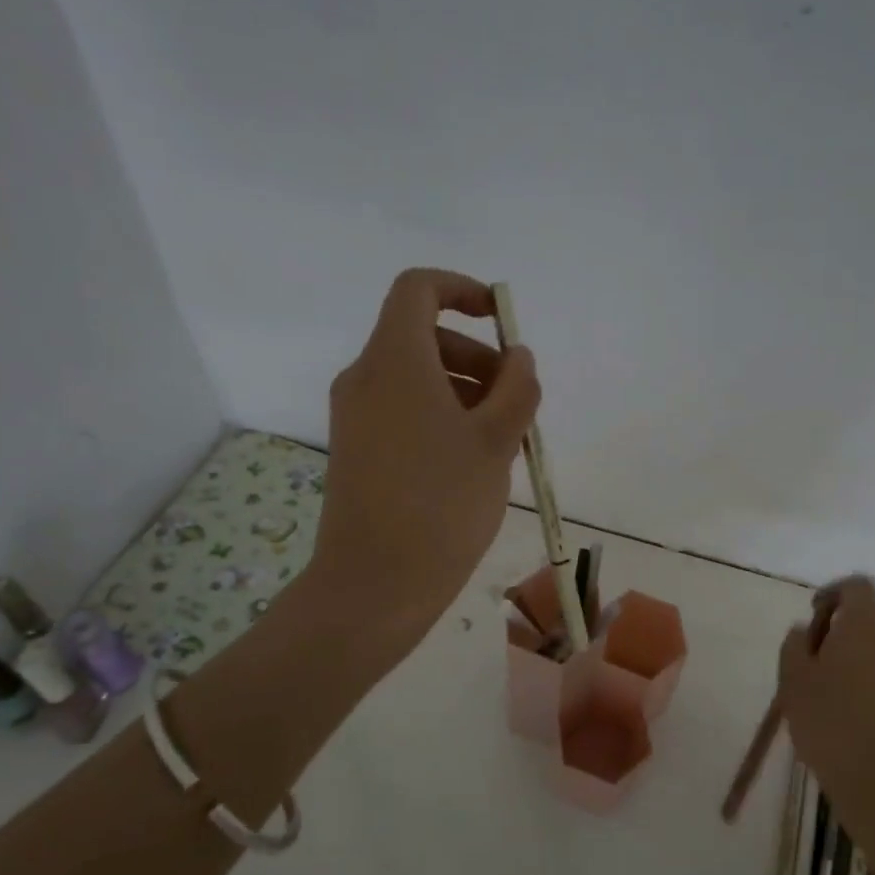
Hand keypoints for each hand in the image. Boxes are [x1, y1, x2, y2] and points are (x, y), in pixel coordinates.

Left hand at [311, 268, 540, 645]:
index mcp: (395, 360)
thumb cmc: (442, 504)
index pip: (418, 289)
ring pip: (416, 377)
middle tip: (515, 400)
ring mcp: (355, 416)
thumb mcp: (496, 441)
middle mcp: (366, 377)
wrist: (374, 584)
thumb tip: (518, 358)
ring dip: (465, 390)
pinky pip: (403, 410)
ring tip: (503, 439)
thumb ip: (517, 388)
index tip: (501, 321)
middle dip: (477, 355)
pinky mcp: (356, 449)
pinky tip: (472, 462)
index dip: (463, 290)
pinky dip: (441, 416)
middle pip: (422, 336)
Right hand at [775, 576, 874, 853]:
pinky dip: (871, 690)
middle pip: (867, 622)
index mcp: (867, 626)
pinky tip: (850, 724)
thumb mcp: (793, 681)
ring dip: (854, 665)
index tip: (812, 617)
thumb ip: (795, 646)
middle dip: (838, 637)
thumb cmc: (833, 725)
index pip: (857, 586)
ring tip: (826, 702)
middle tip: (809, 669)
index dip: (832, 593)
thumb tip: (805, 631)